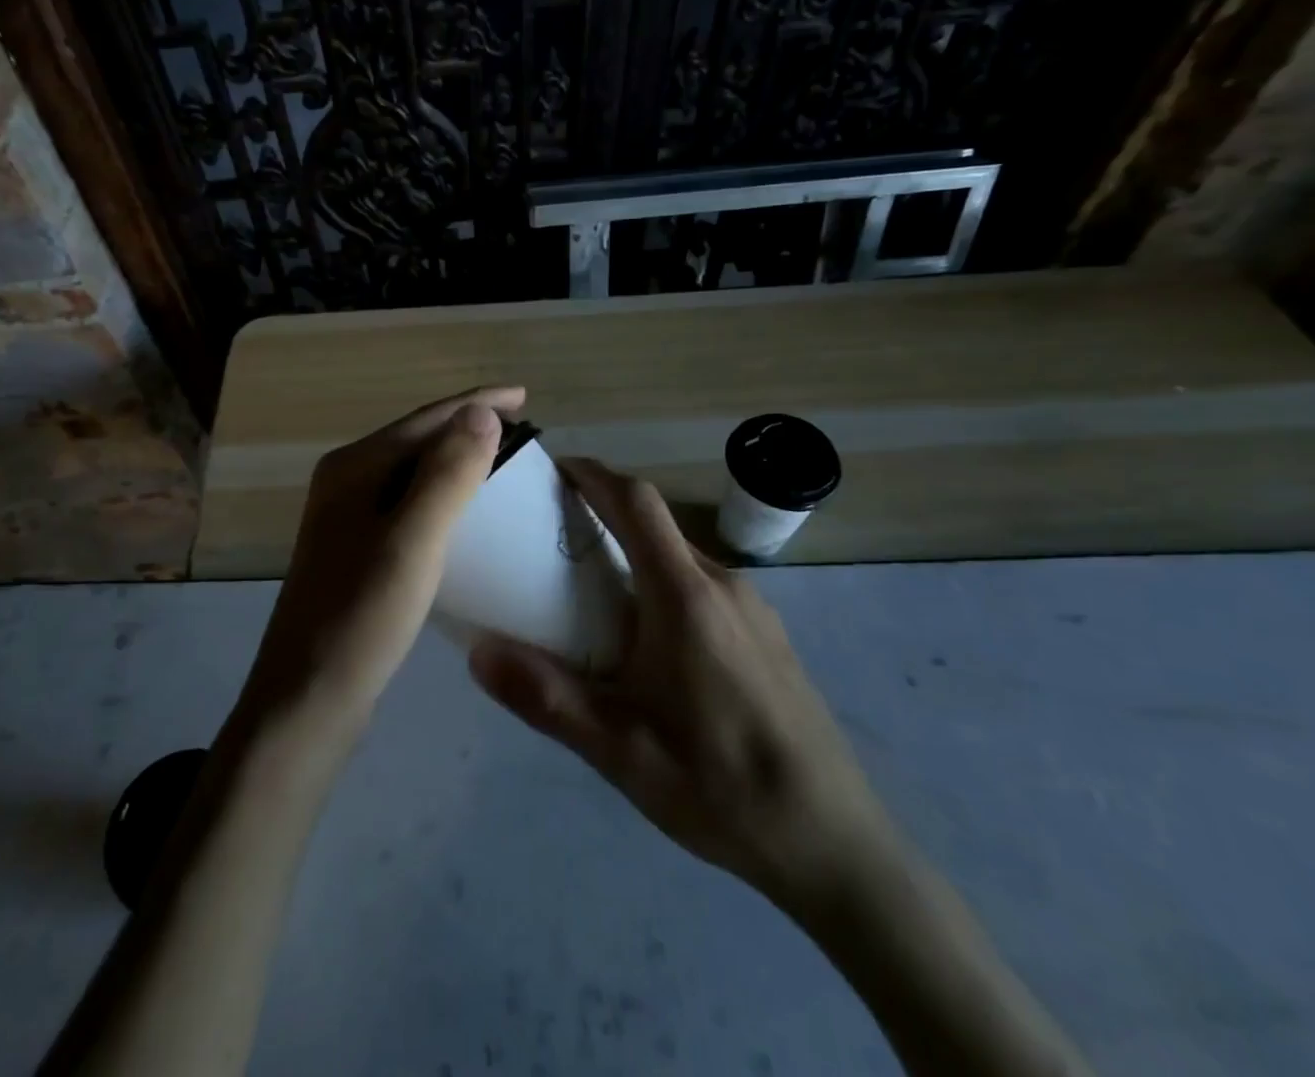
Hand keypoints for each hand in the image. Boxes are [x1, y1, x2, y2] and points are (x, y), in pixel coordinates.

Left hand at [241, 386, 523, 739]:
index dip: (477, 403)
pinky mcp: (358, 549)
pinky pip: (410, 505)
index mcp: (354, 467)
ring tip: (505, 463)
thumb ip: (447, 473)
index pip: (426, 418)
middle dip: (469, 428)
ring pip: (415, 472)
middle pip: (418, 439)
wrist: (308, 699)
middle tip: (523, 431)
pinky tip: (468, 513)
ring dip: (459, 461)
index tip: (524, 395)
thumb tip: (481, 412)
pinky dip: (444, 496)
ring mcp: (348, 517)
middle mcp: (346, 481)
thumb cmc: (362, 617)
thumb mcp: (412, 540)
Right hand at [468, 457, 899, 920]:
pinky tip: (648, 638)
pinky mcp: (768, 634)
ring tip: (590, 588)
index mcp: (685, 597)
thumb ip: (547, 698)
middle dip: (604, 511)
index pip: (637, 502)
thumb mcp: (621, 752)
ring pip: (680, 555)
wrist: (837, 843)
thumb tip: (477, 650)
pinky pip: (703, 584)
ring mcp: (753, 608)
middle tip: (552, 535)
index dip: (594, 474)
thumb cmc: (722, 788)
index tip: (553, 469)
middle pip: (656, 523)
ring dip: (634, 550)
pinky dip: (662, 580)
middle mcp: (723, 584)